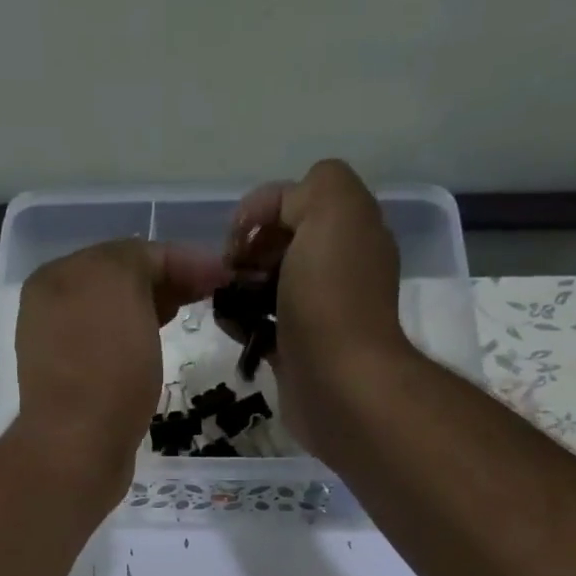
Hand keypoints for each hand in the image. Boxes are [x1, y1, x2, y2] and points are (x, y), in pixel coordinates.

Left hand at [12, 238, 226, 506]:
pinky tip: (157, 353)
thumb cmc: (104, 368)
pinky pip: (111, 352)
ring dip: (153, 312)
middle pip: (119, 283)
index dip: (180, 258)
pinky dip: (137, 345)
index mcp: (56, 277)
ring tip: (187, 319)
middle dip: (166, 282)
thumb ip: (139, 260)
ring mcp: (58, 350)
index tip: (223, 276)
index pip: (128, 251)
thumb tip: (159, 269)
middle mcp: (50, 309)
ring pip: (117, 318)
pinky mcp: (73, 388)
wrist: (77, 450)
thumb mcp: (122, 288)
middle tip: (210, 295)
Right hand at [225, 161, 413, 458]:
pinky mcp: (298, 350)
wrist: (339, 384)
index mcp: (352, 227)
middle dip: (249, 251)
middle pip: (282, 242)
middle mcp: (340, 266)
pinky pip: (264, 326)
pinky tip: (231, 328)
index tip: (236, 242)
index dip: (260, 211)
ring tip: (223, 302)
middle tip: (230, 274)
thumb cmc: (329, 297)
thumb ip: (305, 191)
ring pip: (270, 285)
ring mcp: (319, 312)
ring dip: (240, 288)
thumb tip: (273, 219)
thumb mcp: (330, 208)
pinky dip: (243, 323)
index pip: (298, 197)